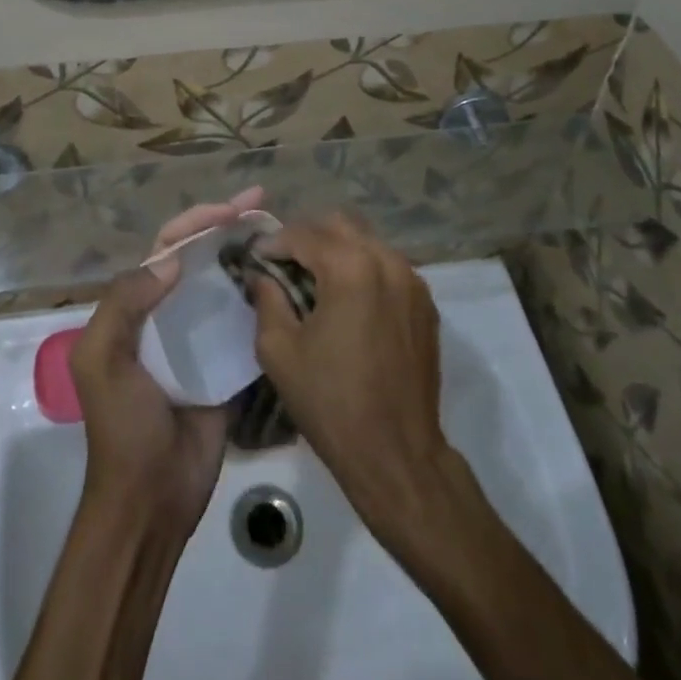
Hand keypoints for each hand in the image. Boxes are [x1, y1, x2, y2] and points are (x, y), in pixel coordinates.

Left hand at [70, 187, 264, 528]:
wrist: (151, 500)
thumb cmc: (122, 427)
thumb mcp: (102, 359)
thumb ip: (124, 303)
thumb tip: (173, 260)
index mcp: (135, 306)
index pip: (167, 247)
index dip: (197, 221)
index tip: (233, 207)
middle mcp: (168, 312)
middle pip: (200, 256)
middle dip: (228, 225)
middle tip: (264, 202)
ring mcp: (198, 338)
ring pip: (224, 283)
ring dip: (248, 255)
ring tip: (283, 234)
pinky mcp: (225, 364)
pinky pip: (244, 321)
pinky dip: (261, 298)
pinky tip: (287, 282)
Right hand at [248, 214, 456, 531]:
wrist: (397, 454)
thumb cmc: (331, 402)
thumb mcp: (280, 350)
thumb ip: (267, 299)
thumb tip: (262, 274)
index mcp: (350, 267)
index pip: (303, 234)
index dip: (273, 242)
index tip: (255, 258)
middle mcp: (386, 261)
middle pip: (339, 225)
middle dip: (307, 237)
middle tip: (284, 263)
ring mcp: (412, 280)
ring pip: (367, 241)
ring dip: (337, 250)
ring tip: (315, 279)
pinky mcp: (425, 303)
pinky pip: (388, 266)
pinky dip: (363, 269)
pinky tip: (347, 299)